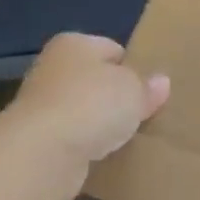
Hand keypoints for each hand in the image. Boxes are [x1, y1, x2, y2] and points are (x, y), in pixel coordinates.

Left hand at [4, 33, 169, 197]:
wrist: (42, 153)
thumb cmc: (92, 104)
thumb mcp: (134, 90)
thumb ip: (148, 86)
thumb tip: (161, 82)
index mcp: (74, 44)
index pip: (112, 49)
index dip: (134, 67)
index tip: (151, 89)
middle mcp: (52, 68)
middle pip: (95, 80)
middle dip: (116, 97)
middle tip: (144, 114)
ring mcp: (41, 105)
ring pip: (83, 110)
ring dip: (101, 124)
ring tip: (128, 137)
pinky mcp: (38, 140)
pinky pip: (73, 137)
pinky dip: (87, 145)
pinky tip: (105, 155)